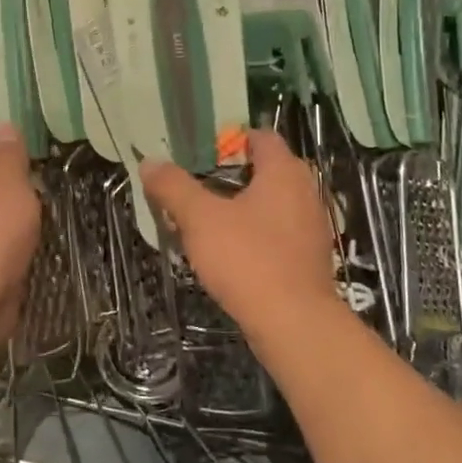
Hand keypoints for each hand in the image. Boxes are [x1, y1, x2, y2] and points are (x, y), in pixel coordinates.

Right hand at [142, 130, 339, 340]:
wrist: (295, 325)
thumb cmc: (248, 259)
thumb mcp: (200, 219)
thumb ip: (174, 187)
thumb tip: (150, 162)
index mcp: (283, 171)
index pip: (261, 137)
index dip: (229, 140)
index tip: (199, 155)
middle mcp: (305, 191)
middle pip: (266, 170)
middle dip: (230, 176)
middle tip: (196, 187)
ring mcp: (311, 227)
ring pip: (272, 204)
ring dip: (241, 207)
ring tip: (206, 222)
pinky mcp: (310, 259)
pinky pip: (278, 232)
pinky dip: (255, 234)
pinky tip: (230, 253)